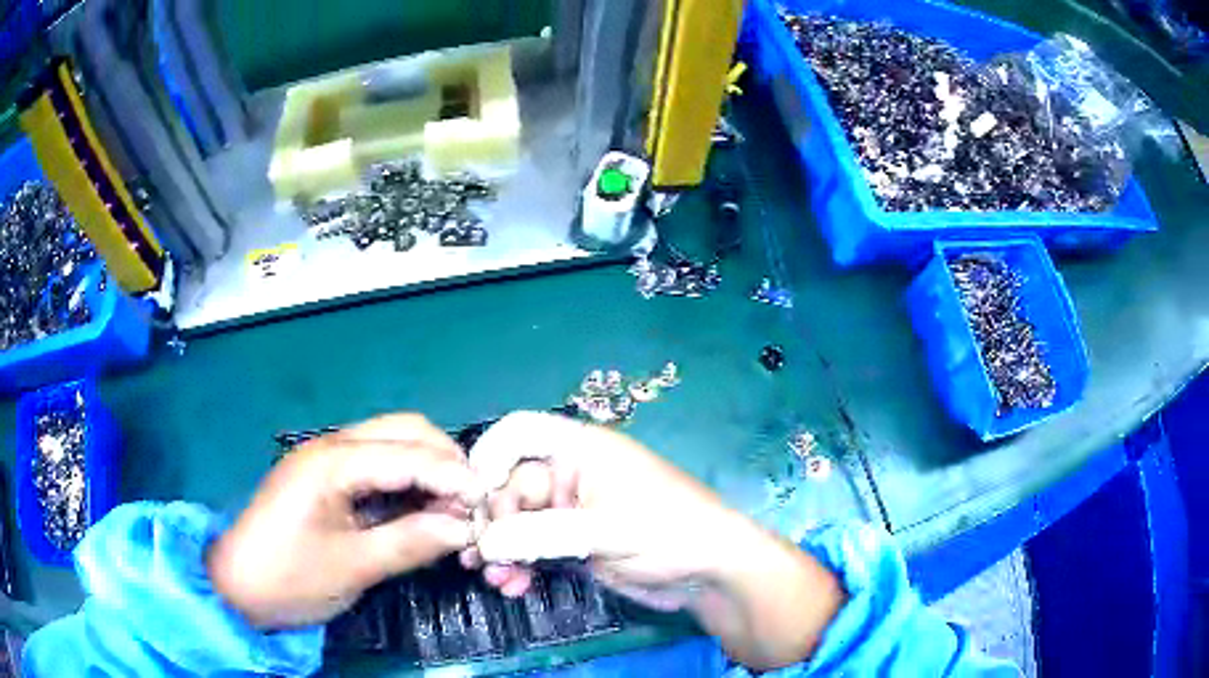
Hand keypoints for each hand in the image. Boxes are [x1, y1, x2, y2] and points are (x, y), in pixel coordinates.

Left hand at [208, 415, 482, 628]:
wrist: (238, 587)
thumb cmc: (290, 578)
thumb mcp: (353, 567)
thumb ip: (412, 542)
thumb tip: (465, 529)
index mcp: (332, 461)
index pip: (409, 454)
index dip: (455, 477)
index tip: (491, 506)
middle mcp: (332, 445)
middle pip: (405, 431)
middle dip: (447, 462)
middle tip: (474, 505)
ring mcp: (328, 458)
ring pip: (394, 443)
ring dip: (430, 469)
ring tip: (453, 510)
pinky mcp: (327, 477)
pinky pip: (379, 465)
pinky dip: (408, 482)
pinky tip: (422, 509)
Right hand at [463, 412, 845, 669]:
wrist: (712, 573)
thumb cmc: (670, 531)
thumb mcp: (606, 529)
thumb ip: (541, 534)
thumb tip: (485, 542)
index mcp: (582, 450)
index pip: (521, 432)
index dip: (489, 455)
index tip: (470, 495)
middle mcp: (571, 474)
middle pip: (510, 486)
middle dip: (493, 522)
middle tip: (482, 557)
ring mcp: (572, 511)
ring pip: (518, 522)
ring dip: (502, 549)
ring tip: (495, 578)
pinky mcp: (575, 543)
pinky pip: (533, 548)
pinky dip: (519, 564)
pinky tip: (513, 586)